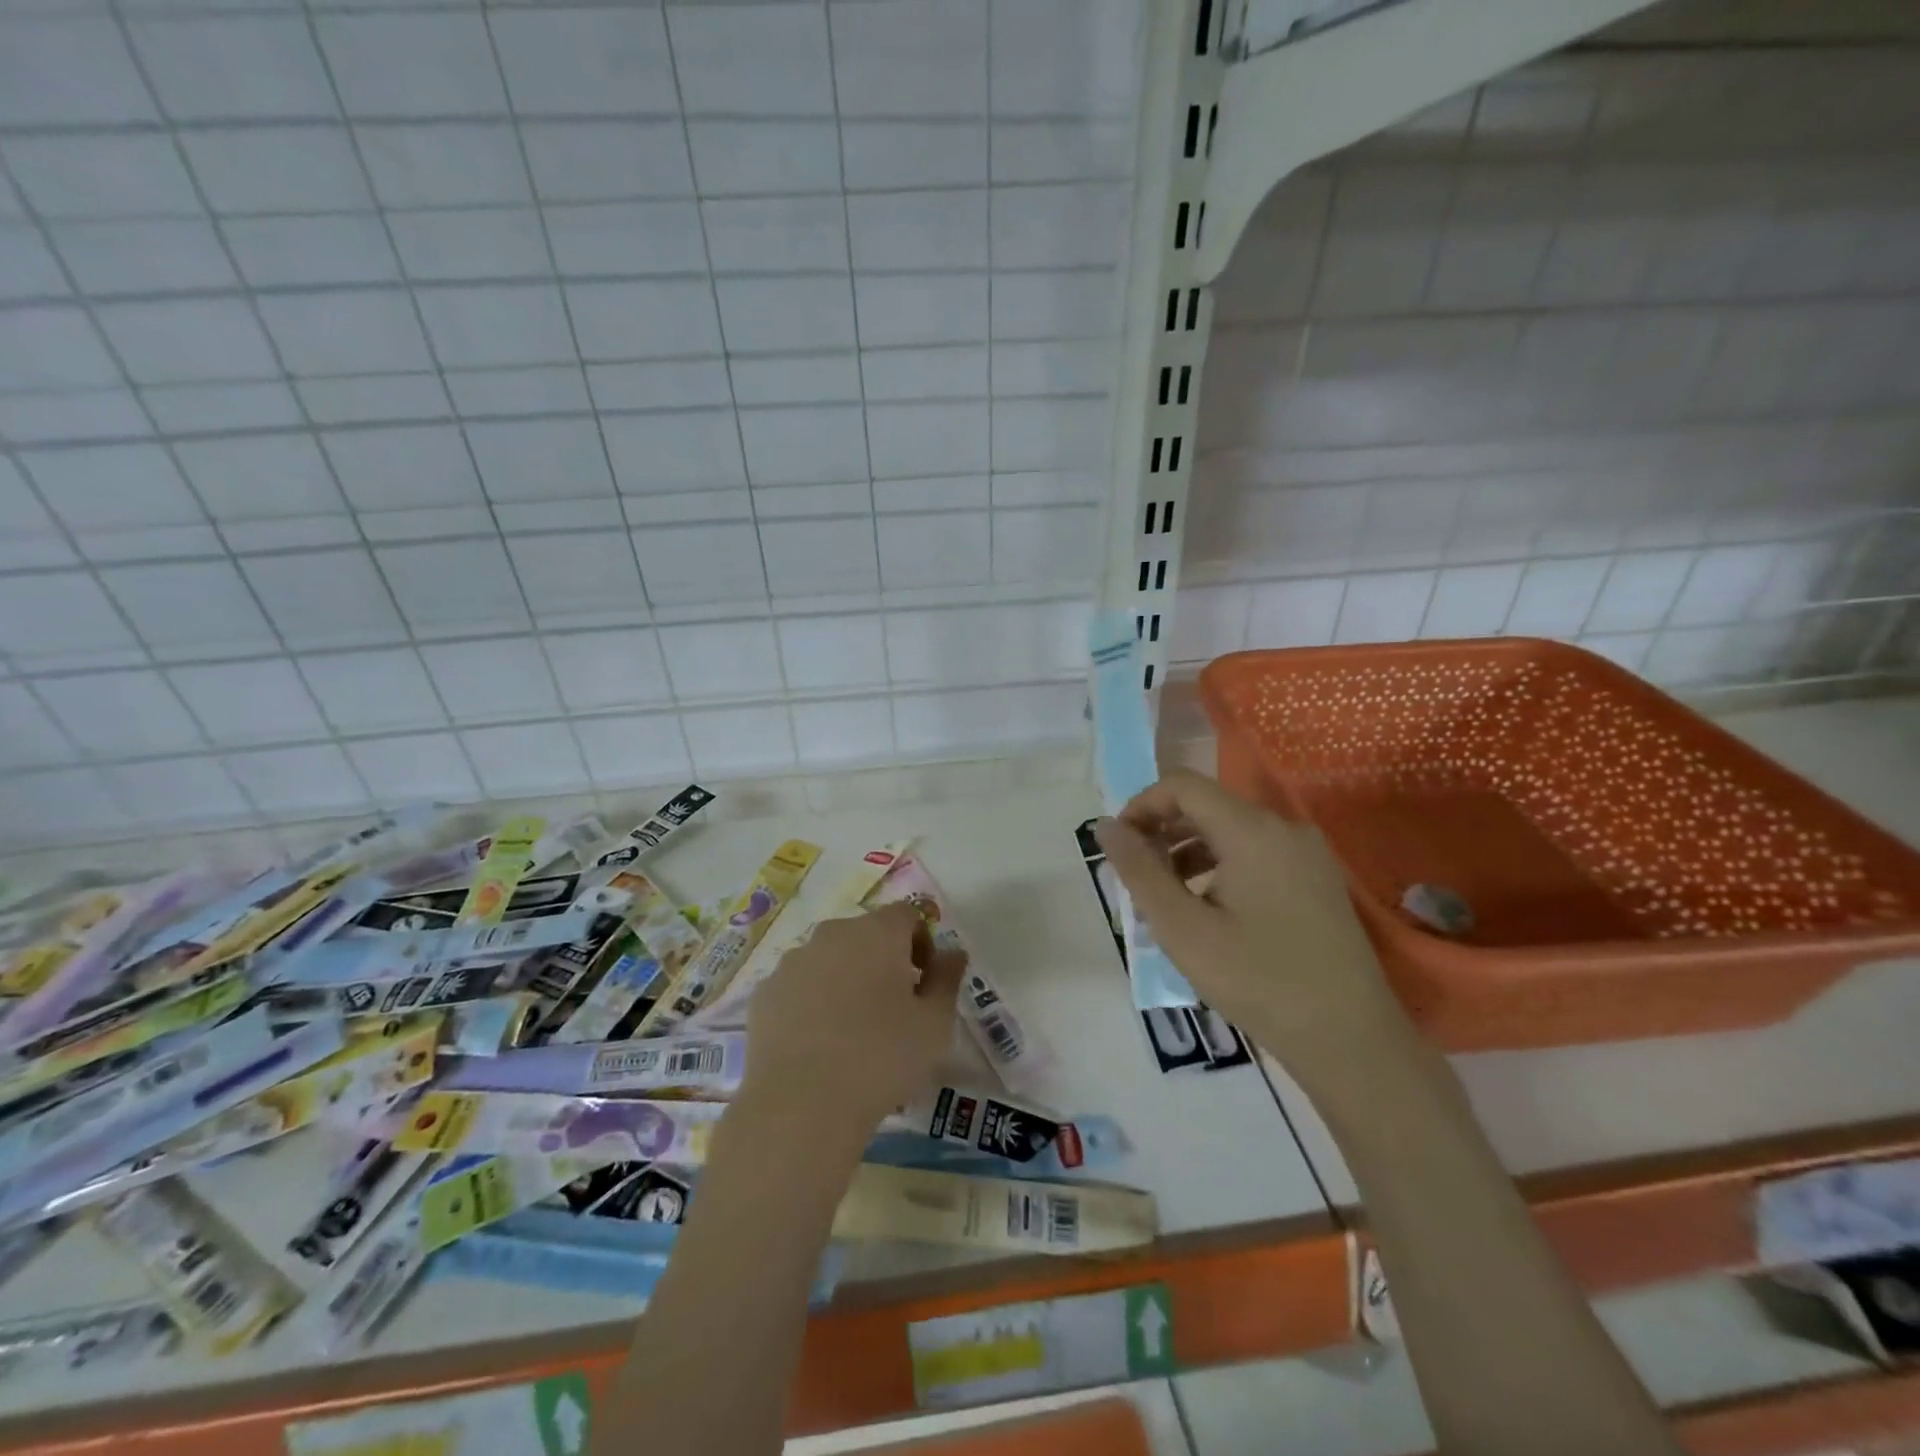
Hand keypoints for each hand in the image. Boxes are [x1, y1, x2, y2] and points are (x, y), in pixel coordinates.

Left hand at [741, 902, 967, 1135]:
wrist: (801, 1106)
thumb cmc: (882, 1058)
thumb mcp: (935, 1024)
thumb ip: (947, 980)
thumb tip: (952, 953)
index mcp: (877, 932)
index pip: (907, 915)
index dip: (922, 944)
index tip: (924, 984)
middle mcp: (832, 934)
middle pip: (866, 934)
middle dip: (883, 961)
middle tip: (894, 1009)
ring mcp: (793, 962)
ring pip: (830, 960)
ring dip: (846, 980)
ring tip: (852, 1032)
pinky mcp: (765, 993)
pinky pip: (799, 987)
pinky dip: (812, 1003)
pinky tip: (818, 1045)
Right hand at [1095, 770, 1411, 1088]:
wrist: (1351, 1041)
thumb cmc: (1257, 982)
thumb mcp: (1183, 928)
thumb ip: (1139, 871)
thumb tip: (1106, 827)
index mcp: (1252, 830)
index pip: (1182, 786)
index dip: (1142, 806)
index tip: (1119, 848)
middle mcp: (1283, 828)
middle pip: (1207, 806)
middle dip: (1162, 832)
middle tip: (1136, 878)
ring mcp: (1306, 854)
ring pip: (1230, 831)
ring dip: (1187, 852)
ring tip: (1164, 899)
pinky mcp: (1316, 880)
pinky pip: (1255, 854)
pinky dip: (1219, 867)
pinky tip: (1206, 910)